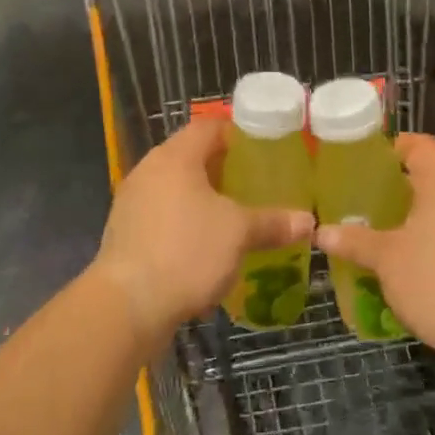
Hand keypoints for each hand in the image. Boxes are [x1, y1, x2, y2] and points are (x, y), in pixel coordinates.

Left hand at [91, 119, 313, 349]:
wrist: (127, 306)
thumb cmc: (186, 252)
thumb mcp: (239, 233)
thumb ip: (273, 222)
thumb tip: (308, 221)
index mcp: (175, 157)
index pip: (208, 127)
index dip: (237, 134)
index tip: (264, 148)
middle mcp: (149, 171)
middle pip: (192, 158)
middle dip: (225, 170)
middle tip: (258, 183)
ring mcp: (133, 203)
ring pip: (177, 190)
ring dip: (205, 200)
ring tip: (238, 215)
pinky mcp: (126, 234)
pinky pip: (164, 217)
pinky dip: (187, 224)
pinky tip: (209, 246)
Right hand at [316, 134, 434, 366]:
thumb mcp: (387, 261)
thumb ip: (356, 242)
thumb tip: (322, 231)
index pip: (421, 146)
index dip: (398, 146)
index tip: (375, 159)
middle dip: (408, 188)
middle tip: (377, 204)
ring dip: (429, 216)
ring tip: (399, 237)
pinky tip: (430, 265)